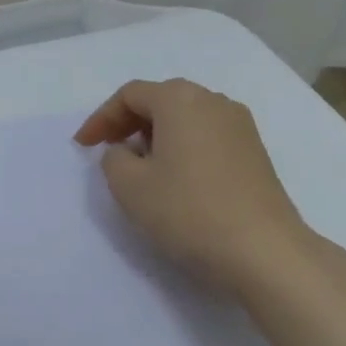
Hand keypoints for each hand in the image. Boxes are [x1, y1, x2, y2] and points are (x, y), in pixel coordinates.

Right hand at [75, 79, 314, 293]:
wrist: (263, 250)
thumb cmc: (187, 210)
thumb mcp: (128, 185)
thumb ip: (113, 158)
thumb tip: (127, 151)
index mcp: (180, 100)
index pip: (129, 95)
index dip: (100, 118)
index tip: (82, 146)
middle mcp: (213, 101)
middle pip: (160, 99)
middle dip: (128, 122)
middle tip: (108, 149)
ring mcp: (240, 126)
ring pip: (186, 117)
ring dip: (156, 134)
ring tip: (139, 165)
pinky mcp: (255, 152)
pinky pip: (206, 136)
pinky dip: (182, 146)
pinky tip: (174, 177)